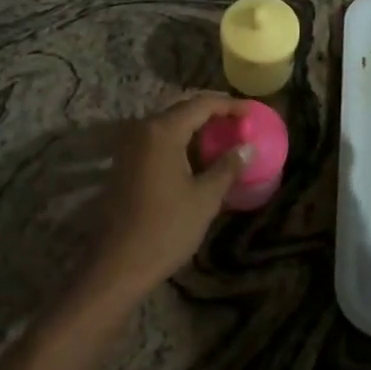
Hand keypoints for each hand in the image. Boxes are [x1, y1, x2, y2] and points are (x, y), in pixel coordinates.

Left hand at [80, 94, 254, 310]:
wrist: (118, 265)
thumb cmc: (166, 229)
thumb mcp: (205, 198)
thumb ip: (227, 167)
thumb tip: (247, 148)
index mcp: (163, 131)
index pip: (201, 104)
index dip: (229, 105)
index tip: (252, 112)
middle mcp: (143, 129)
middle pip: (183, 109)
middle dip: (212, 113)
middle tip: (239, 123)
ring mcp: (130, 145)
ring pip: (169, 124)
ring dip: (195, 127)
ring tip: (223, 137)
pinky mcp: (124, 162)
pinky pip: (157, 139)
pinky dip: (180, 140)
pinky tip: (197, 156)